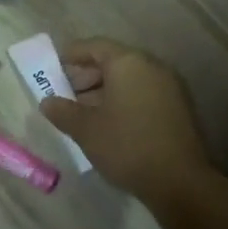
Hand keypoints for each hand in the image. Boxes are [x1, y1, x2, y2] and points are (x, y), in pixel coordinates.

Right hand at [39, 39, 211, 208]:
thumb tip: (47, 102)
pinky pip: (144, 92)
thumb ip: (63, 111)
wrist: (180, 182)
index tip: (54, 67)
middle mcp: (152, 66)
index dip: (72, 54)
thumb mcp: (86, 130)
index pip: (95, 46)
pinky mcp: (179, 107)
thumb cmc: (127, 146)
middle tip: (67, 95)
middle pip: (114, 61)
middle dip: (87, 75)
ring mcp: (170, 86)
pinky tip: (111, 123)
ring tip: (85, 113)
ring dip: (105, 90)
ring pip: (130, 79)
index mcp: (128, 63)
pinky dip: (125, 100)